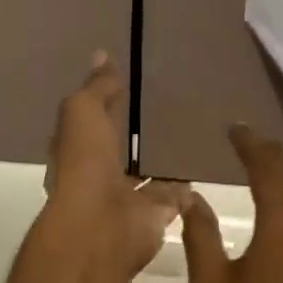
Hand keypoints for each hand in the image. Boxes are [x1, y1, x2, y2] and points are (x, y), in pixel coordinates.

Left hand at [43, 53, 190, 279]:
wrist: (102, 227)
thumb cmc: (84, 165)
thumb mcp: (83, 113)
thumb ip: (97, 89)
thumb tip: (102, 56)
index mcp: (77, 151)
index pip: (91, 123)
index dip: (104, 105)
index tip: (128, 84)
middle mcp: (101, 177)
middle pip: (122, 152)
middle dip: (138, 137)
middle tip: (170, 109)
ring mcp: (130, 199)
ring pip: (150, 176)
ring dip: (164, 163)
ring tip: (192, 135)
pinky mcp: (158, 215)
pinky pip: (175, 196)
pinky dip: (187, 186)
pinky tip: (205, 166)